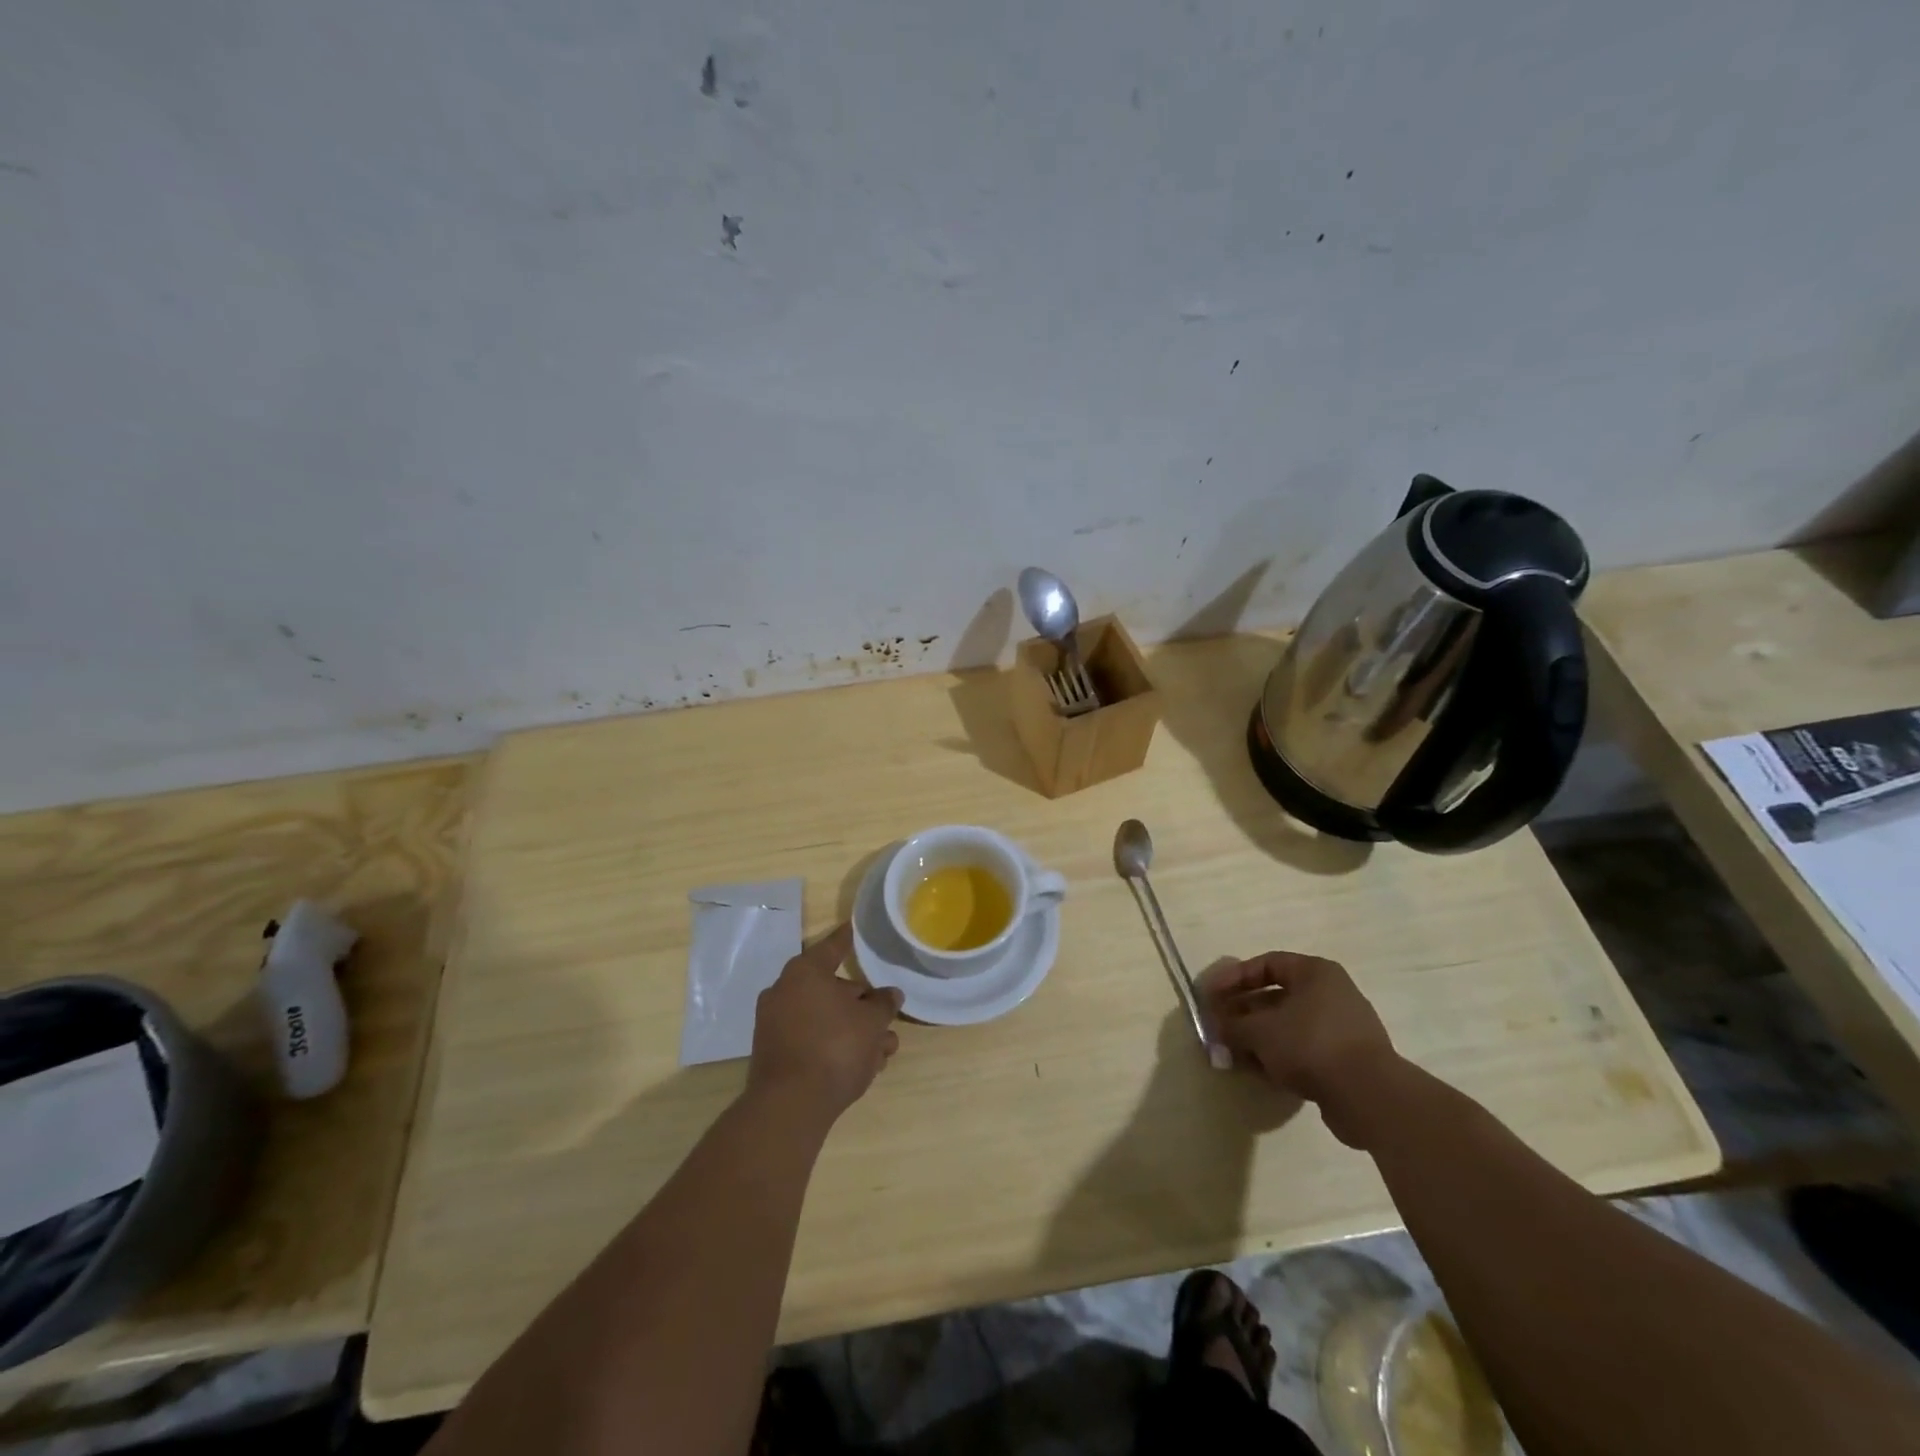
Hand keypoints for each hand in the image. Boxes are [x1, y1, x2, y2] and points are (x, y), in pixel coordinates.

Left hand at [749, 924, 902, 1121]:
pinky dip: (835, 1046)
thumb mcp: (872, 1023)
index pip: (834, 946)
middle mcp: (785, 991)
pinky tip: (863, 1067)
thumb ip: (883, 1004)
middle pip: (832, 988)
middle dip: (862, 1005)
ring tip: (884, 1051)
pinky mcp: (775, 1054)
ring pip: (825, 1019)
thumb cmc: (835, 1048)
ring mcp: (775, 1024)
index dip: (849, 938)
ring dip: (854, 1031)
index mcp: (806, 972)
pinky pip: (812, 1040)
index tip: (854, 927)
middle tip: (886, 1019)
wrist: (790, 1106)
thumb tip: (890, 995)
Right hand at [1200, 951, 1401, 1147]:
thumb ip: (1232, 1026)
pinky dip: (1279, 1056)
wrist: (1369, 1096)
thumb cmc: (1310, 1044)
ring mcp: (1341, 1028)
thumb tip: (1216, 1028)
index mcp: (1315, 973)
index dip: (1233, 977)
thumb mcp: (1260, 1031)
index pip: (1266, 964)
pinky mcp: (1345, 1060)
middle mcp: (1331, 994)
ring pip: (1287, 1025)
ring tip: (1232, 1052)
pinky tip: (1258, 1070)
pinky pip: (1303, 1049)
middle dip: (1243, 1011)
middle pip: (1275, 996)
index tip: (1210, 995)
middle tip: (1218, 1025)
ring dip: (1257, 1037)